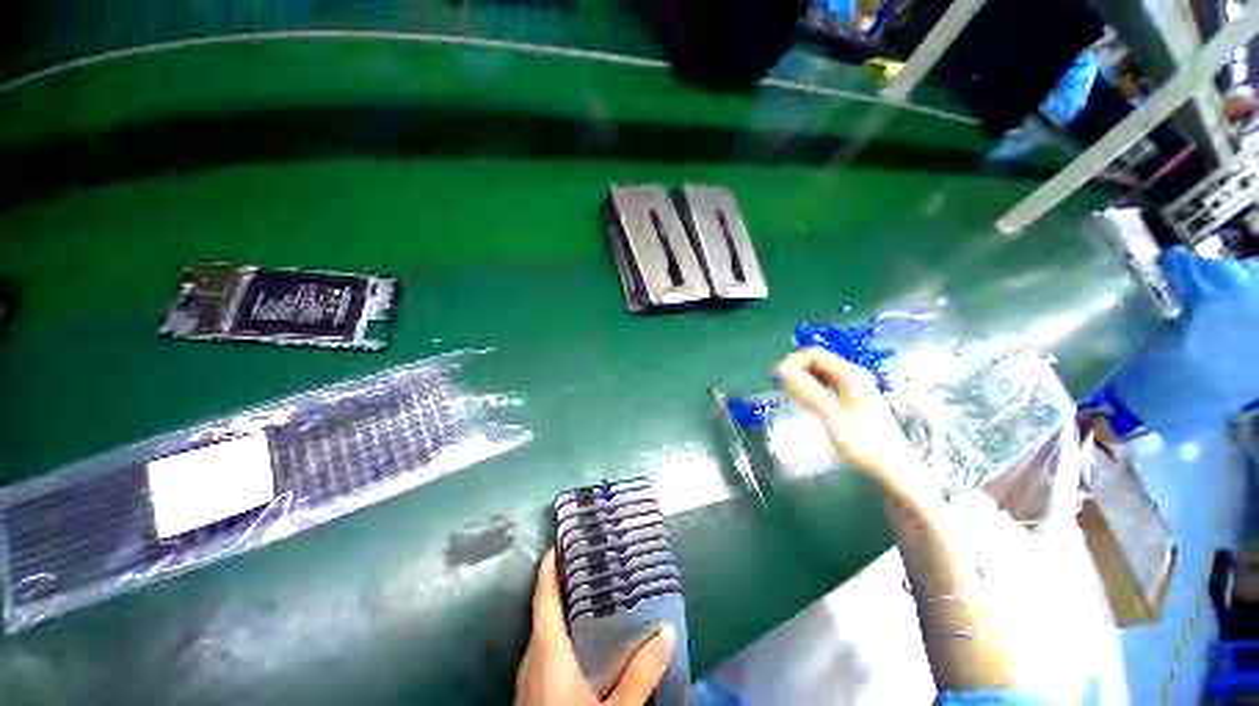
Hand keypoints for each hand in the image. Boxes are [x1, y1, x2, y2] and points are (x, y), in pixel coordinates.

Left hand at [515, 548, 675, 705]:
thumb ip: (640, 675)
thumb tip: (667, 632)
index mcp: (547, 651)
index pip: (544, 596)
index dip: (549, 565)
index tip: (562, 539)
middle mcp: (532, 656)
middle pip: (544, 607)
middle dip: (564, 582)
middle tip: (593, 560)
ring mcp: (528, 674)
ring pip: (544, 627)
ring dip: (563, 606)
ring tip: (593, 589)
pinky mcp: (532, 688)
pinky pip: (545, 646)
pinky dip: (561, 629)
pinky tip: (584, 636)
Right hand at [774, 348, 918, 486]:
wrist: (893, 468)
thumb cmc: (864, 441)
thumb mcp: (831, 415)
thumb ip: (806, 391)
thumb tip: (781, 371)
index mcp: (850, 373)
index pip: (814, 354)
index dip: (792, 361)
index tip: (776, 378)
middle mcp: (853, 375)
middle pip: (817, 361)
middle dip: (795, 369)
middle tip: (779, 386)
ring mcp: (854, 387)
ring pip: (821, 373)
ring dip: (802, 378)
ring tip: (788, 393)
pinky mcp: (853, 399)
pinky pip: (826, 385)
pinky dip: (811, 388)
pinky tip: (805, 401)